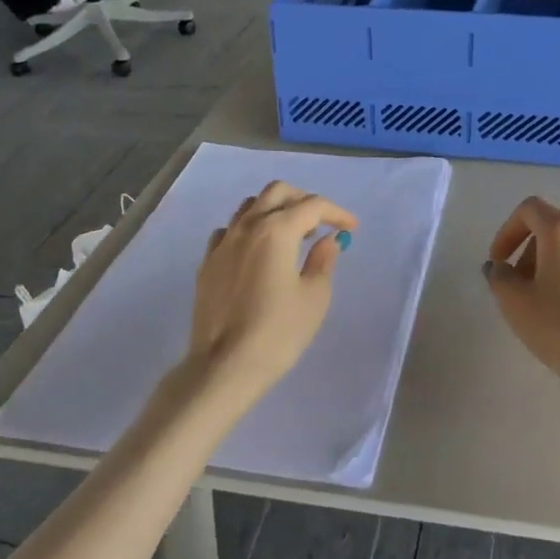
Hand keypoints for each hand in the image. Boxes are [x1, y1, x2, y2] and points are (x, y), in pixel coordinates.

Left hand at [182, 181, 358, 402]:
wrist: (223, 366)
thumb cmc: (278, 333)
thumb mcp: (314, 297)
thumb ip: (322, 260)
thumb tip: (328, 239)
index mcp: (277, 230)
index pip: (312, 206)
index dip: (336, 213)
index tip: (351, 228)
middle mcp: (247, 227)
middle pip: (277, 192)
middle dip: (304, 200)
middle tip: (322, 223)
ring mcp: (223, 243)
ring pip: (250, 206)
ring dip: (275, 210)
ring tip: (292, 234)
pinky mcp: (207, 262)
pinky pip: (229, 230)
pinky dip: (249, 230)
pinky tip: (257, 251)